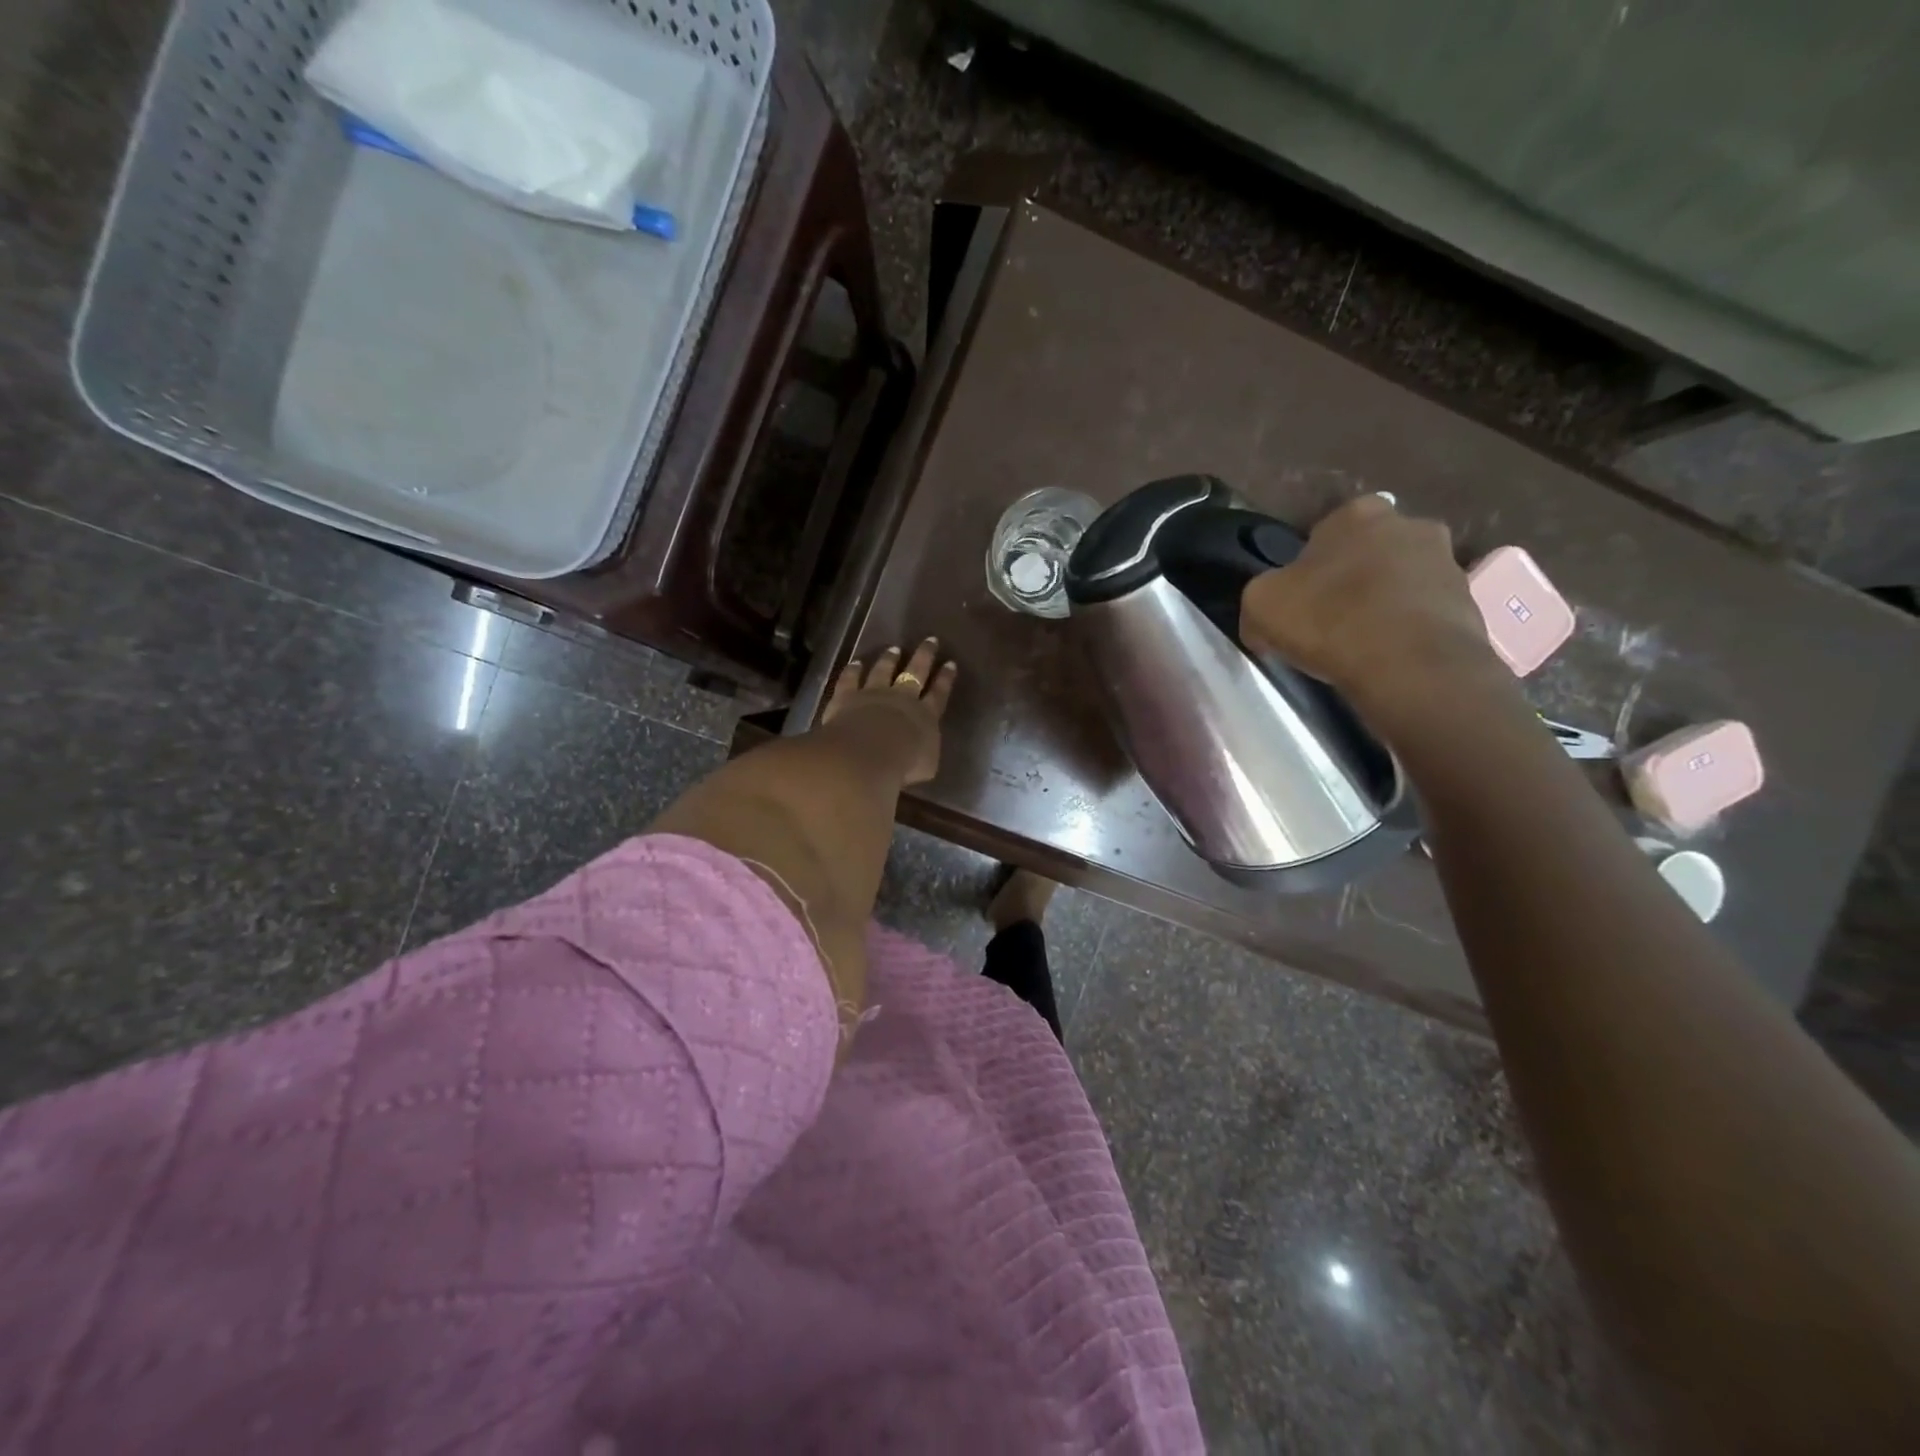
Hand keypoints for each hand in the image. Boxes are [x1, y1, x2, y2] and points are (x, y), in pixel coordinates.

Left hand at [821, 638, 958, 786]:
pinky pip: (851, 679)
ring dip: (889, 659)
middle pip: (915, 672)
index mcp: (926, 717)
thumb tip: (924, 753)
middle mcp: (902, 698)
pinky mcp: (848, 696)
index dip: (945, 679)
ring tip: (894, 649)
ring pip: (883, 670)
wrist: (867, 754)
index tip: (950, 664)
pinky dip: (853, 670)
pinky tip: (855, 662)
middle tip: (930, 640)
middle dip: (925, 656)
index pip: (939, 694)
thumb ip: (926, 755)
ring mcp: (873, 693)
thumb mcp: (926, 767)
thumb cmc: (903, 765)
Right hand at [1239, 496, 1501, 716]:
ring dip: (1385, 603)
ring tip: (1362, 643)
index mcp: (1357, 513)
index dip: (1310, 565)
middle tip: (1331, 618)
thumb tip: (1268, 616)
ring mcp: (1448, 562)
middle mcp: (1410, 524)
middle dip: (1354, 577)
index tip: (1301, 598)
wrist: (1410, 665)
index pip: (1326, 531)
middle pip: (1370, 551)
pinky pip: (1426, 613)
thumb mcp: (1260, 605)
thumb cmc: (1328, 620)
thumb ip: (1261, 597)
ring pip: (1402, 580)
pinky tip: (1389, 657)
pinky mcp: (1470, 602)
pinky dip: (1409, 629)